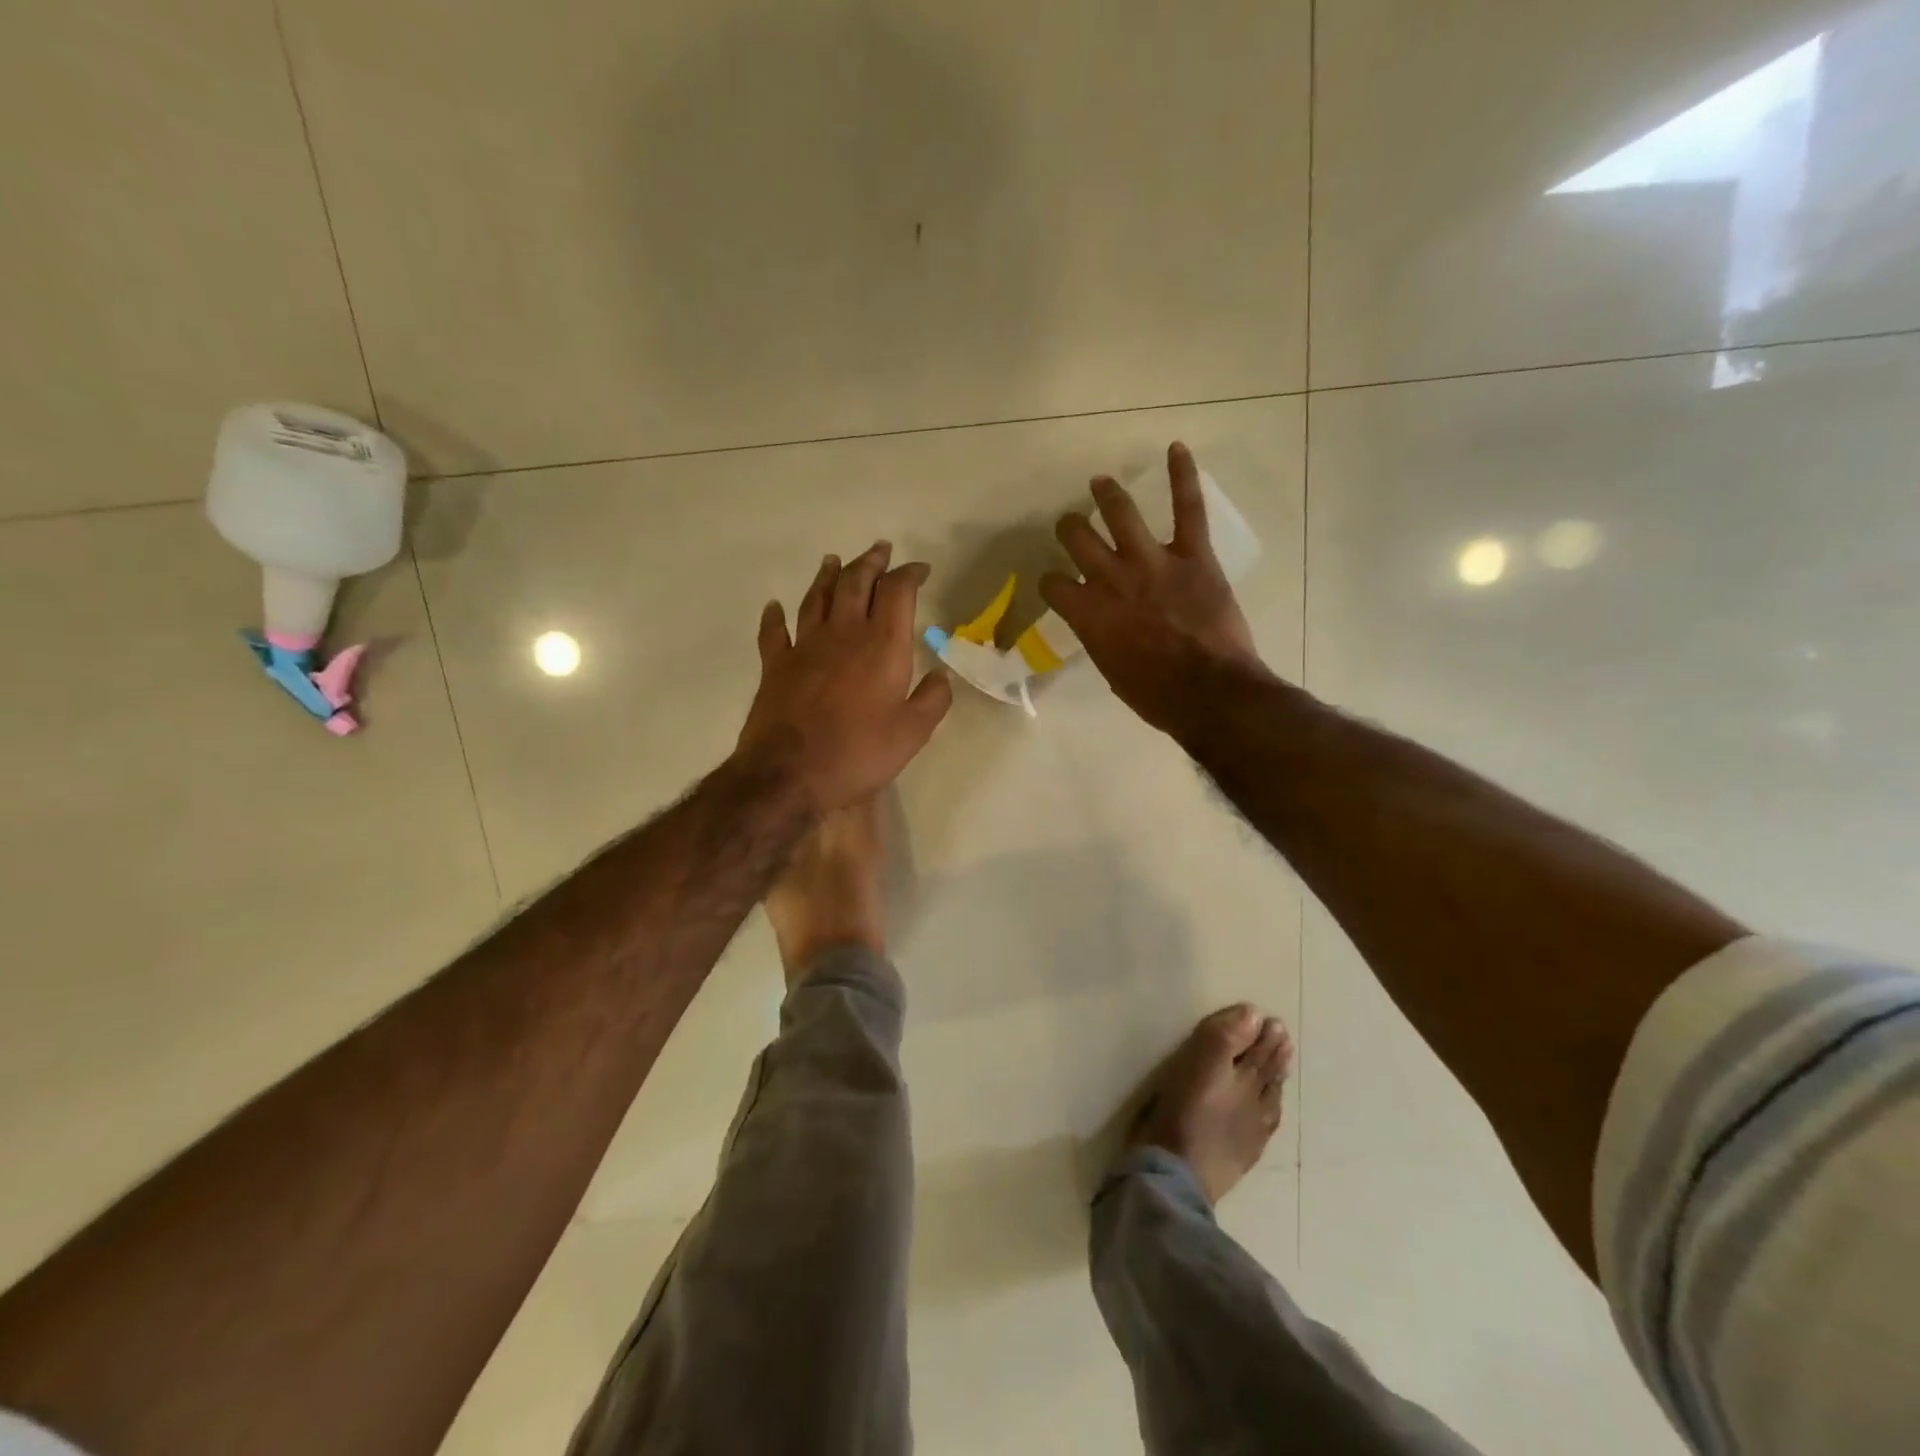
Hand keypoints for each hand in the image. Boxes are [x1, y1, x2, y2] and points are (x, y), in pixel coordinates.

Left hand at [737, 541, 952, 811]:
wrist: (789, 774)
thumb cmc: (858, 753)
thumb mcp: (912, 733)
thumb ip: (932, 699)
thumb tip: (941, 674)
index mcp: (882, 646)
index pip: (897, 593)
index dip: (910, 575)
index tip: (920, 569)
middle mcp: (843, 634)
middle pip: (856, 583)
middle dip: (871, 563)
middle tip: (880, 549)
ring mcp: (804, 647)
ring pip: (816, 598)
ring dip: (828, 576)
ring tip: (834, 560)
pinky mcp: (775, 666)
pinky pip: (774, 632)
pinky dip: (775, 616)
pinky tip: (775, 606)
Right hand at [1040, 442, 1265, 732]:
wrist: (1210, 693)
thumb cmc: (1157, 696)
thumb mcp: (1113, 672)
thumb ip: (1101, 639)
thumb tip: (1103, 627)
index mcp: (1087, 614)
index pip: (1053, 584)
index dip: (1051, 583)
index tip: (1056, 585)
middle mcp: (1111, 579)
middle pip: (1077, 538)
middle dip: (1070, 529)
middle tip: (1071, 526)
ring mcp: (1152, 562)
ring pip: (1121, 513)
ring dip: (1107, 494)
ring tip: (1101, 482)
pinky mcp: (1193, 555)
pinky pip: (1187, 508)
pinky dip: (1183, 476)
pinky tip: (1176, 449)